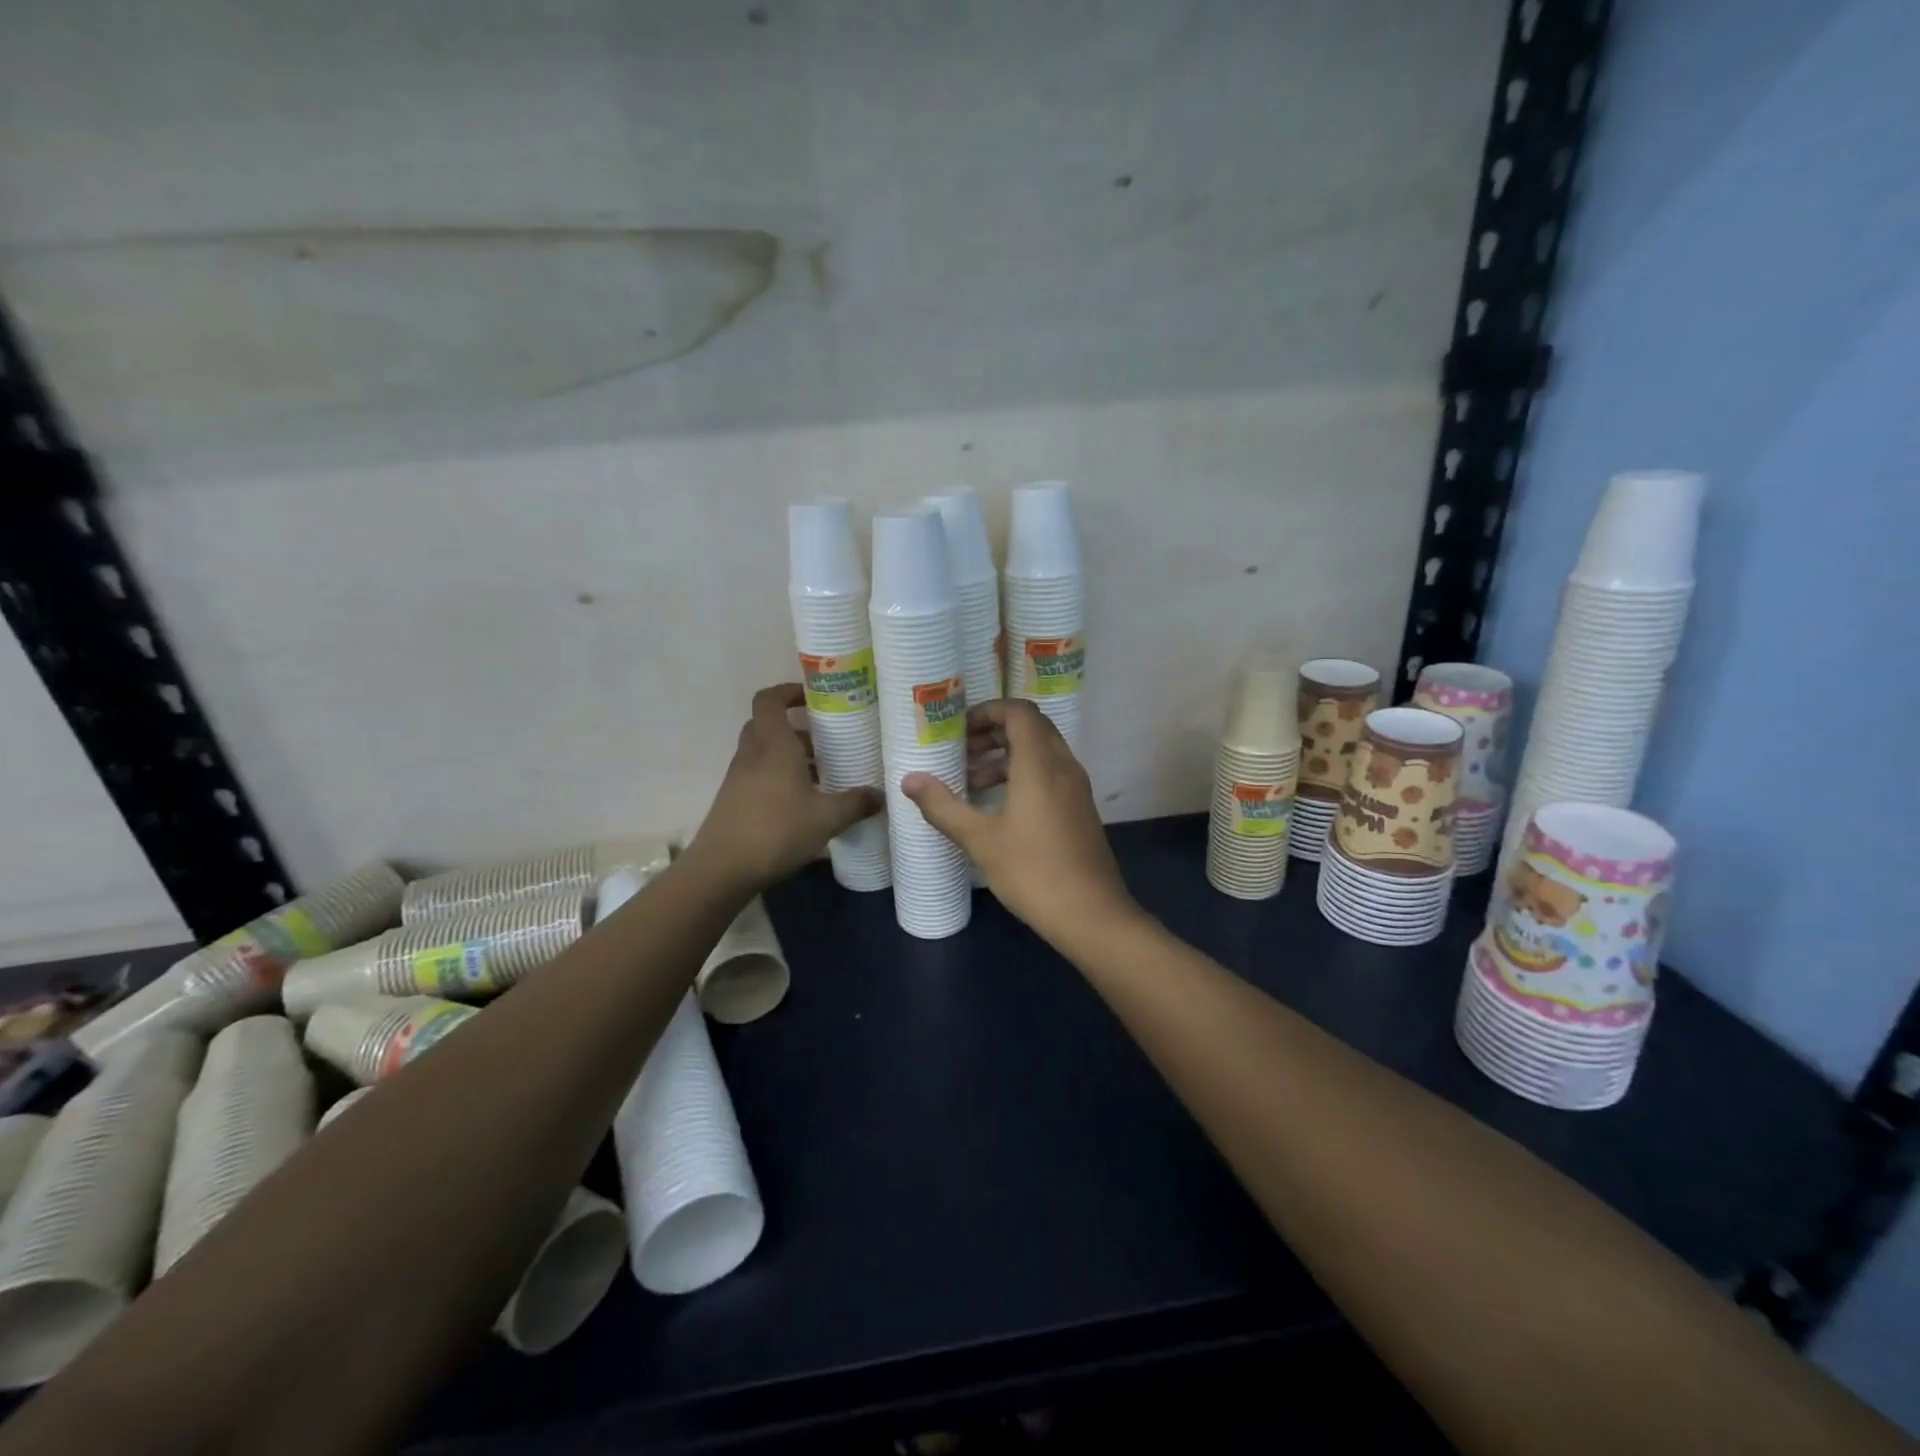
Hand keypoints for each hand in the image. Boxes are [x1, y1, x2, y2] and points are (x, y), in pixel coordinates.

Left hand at [686, 684, 881, 891]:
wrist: (722, 870)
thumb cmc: (776, 830)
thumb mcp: (826, 818)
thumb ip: (856, 803)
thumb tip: (880, 795)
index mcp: (773, 745)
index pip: (770, 700)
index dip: (789, 692)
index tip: (814, 698)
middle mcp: (752, 755)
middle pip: (768, 726)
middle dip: (796, 729)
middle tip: (825, 740)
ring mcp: (739, 779)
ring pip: (764, 753)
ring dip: (790, 757)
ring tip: (823, 775)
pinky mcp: (734, 801)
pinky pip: (760, 777)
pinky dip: (781, 779)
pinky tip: (804, 803)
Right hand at [901, 699, 1137, 946]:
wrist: (1091, 915)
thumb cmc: (1033, 872)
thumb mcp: (980, 840)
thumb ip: (943, 806)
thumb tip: (909, 780)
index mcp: (1040, 764)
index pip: (1018, 712)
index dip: (987, 712)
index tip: (958, 731)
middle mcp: (1063, 766)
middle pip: (1030, 728)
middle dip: (993, 733)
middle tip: (961, 754)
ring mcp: (1076, 788)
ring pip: (1041, 752)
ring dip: (1006, 757)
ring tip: (972, 784)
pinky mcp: (1080, 809)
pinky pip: (1050, 774)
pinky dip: (1023, 776)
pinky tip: (999, 809)